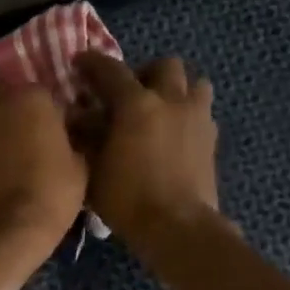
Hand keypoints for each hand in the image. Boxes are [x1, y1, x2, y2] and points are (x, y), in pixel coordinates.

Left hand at [0, 87, 87, 266]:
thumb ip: (76, 139)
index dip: (55, 112)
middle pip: (10, 101)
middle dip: (22, 118)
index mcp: (29, 97)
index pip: (45, 91)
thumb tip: (73, 133)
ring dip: (1, 137)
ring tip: (17, 166)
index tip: (64, 132)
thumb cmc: (48, 197)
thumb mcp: (81, 168)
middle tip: (39, 145)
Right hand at [74, 53, 218, 246]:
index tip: (80, 63)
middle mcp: (171, 101)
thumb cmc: (127, 199)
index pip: (111, 70)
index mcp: (137, 104)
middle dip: (145, 73)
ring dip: (176, 90)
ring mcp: (197, 118)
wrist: (178, 227)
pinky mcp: (212, 140)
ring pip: (194, 83)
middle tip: (129, 93)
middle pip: (165, 65)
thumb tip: (77, 117)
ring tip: (160, 110)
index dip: (92, 63)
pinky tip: (175, 136)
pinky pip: (202, 113)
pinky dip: (188, 115)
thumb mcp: (93, 170)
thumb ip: (85, 137)